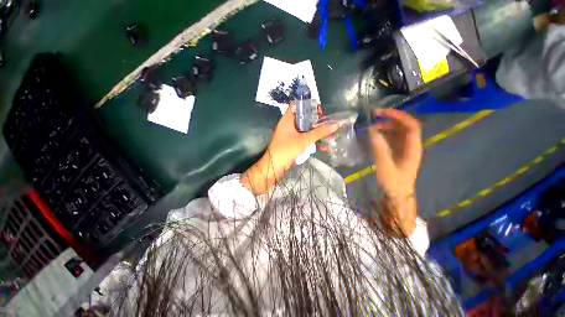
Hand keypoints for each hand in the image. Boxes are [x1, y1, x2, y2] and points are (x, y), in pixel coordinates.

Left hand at [241, 106, 338, 194]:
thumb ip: (319, 133)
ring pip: (305, 129)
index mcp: (288, 119)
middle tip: (327, 124)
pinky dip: (312, 141)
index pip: (298, 105)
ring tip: (329, 137)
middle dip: (316, 121)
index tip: (320, 111)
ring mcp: (290, 134)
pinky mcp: (292, 142)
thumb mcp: (304, 140)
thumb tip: (335, 125)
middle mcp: (288, 124)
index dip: (309, 105)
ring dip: (316, 133)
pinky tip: (323, 147)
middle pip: (304, 118)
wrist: (274, 166)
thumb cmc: (286, 149)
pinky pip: (304, 138)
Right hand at [368, 108, 421, 235]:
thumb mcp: (385, 167)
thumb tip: (372, 131)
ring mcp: (403, 148)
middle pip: (403, 126)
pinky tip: (372, 135)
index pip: (411, 125)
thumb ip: (380, 149)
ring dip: (384, 126)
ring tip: (370, 126)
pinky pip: (390, 138)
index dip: (398, 116)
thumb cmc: (393, 183)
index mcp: (412, 148)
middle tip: (373, 116)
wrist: (397, 195)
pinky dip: (382, 134)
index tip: (382, 113)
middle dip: (389, 118)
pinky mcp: (396, 152)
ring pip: (396, 131)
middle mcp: (410, 145)